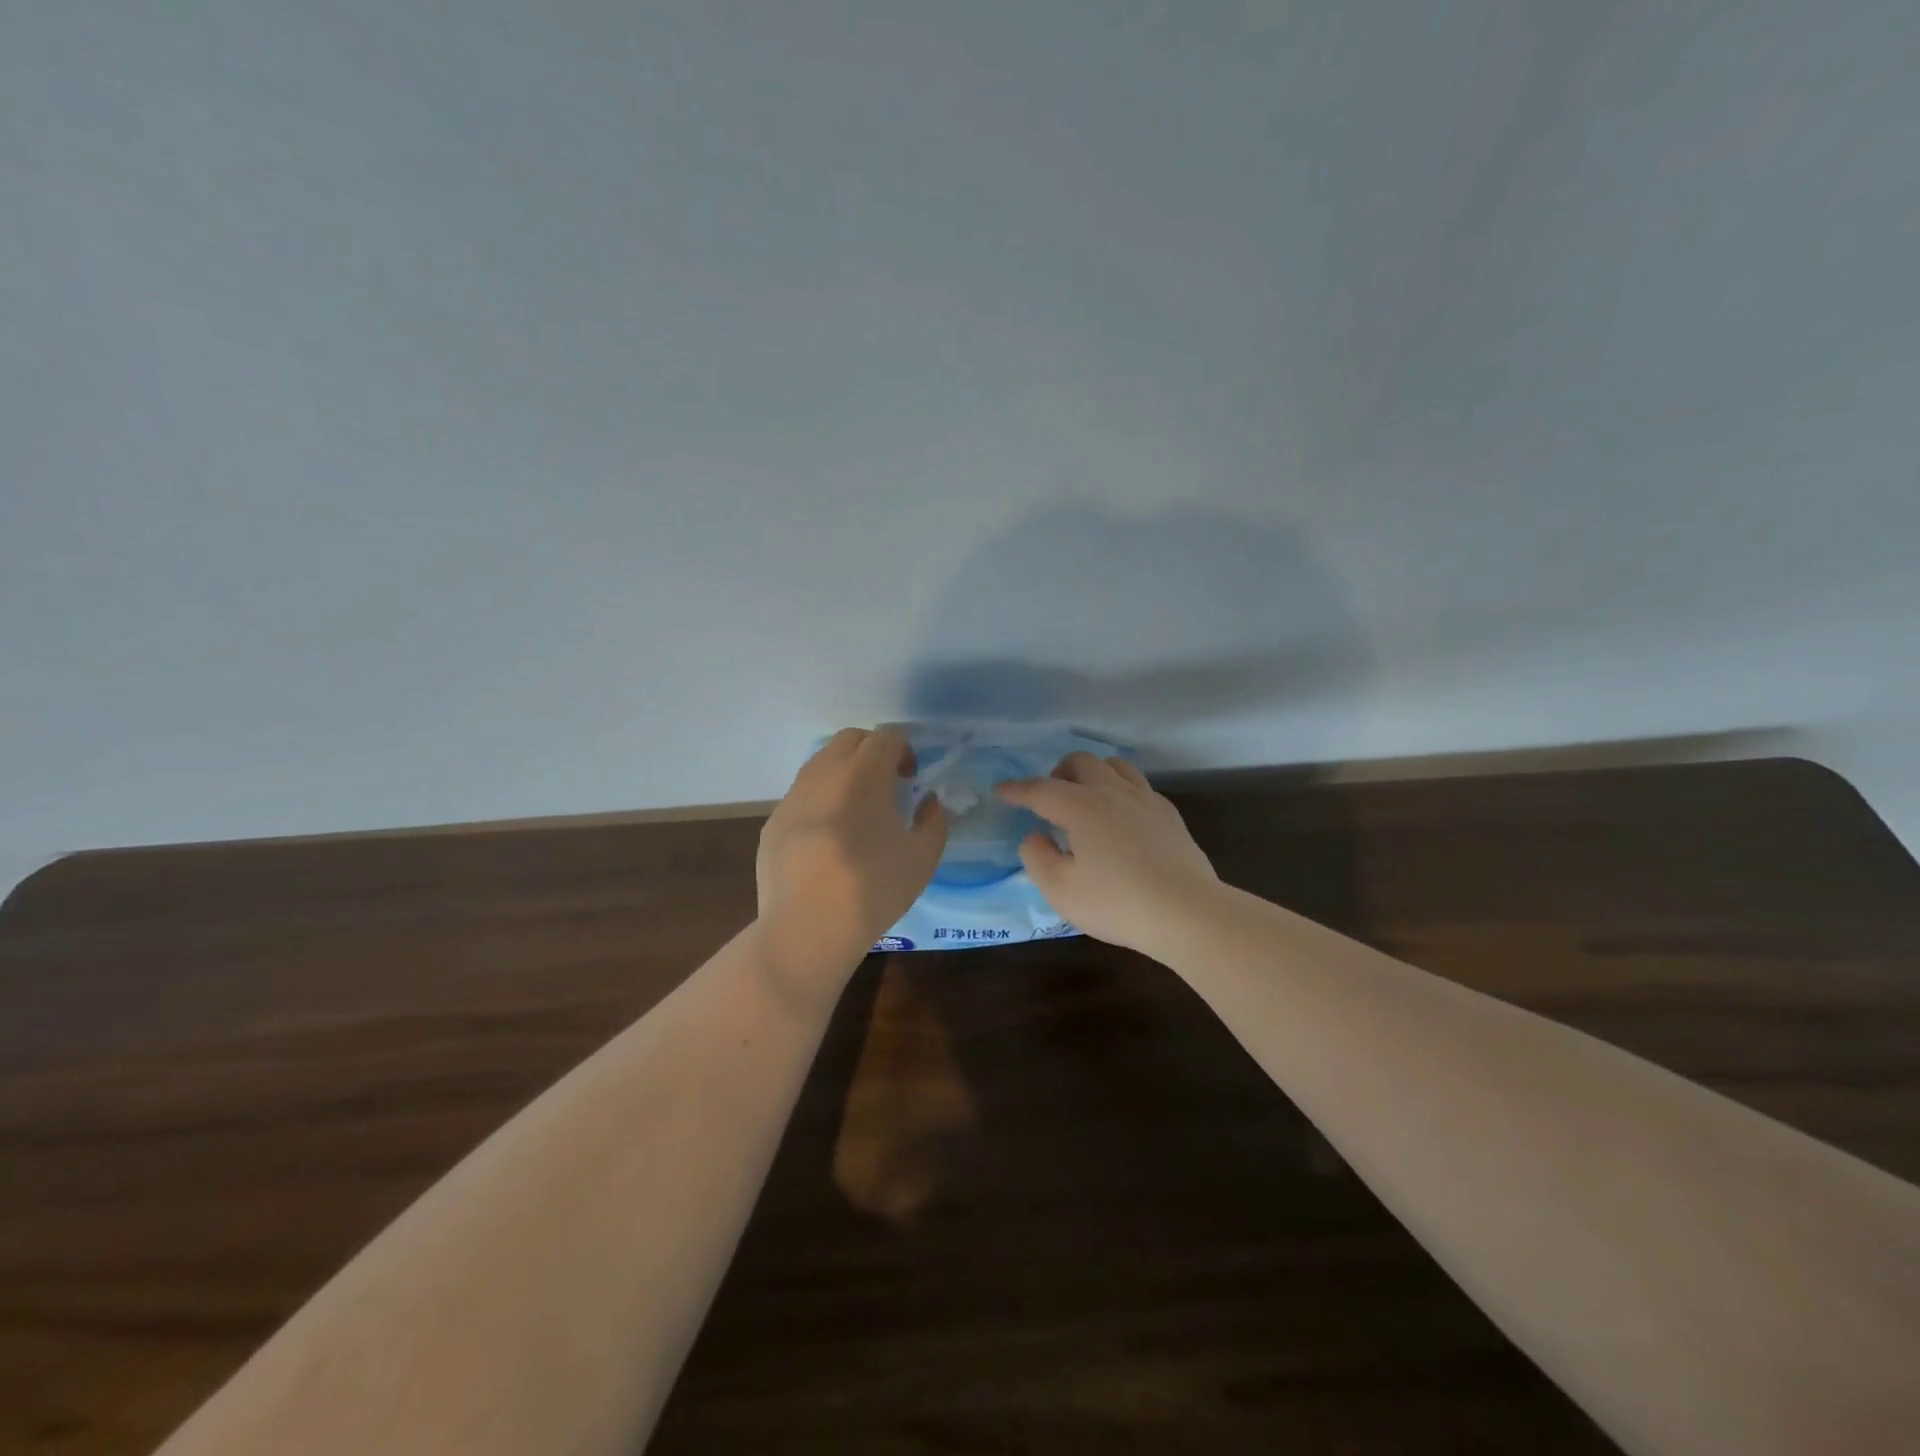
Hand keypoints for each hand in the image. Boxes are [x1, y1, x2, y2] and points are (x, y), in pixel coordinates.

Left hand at [756, 727, 946, 990]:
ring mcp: (792, 797)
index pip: (886, 737)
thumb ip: (934, 821)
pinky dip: (820, 800)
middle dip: (872, 751)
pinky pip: (801, 795)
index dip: (904, 750)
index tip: (910, 779)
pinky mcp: (773, 822)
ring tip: (857, 811)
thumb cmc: (873, 889)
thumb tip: (928, 802)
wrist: (807, 928)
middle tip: (886, 785)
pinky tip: (828, 839)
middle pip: (849, 739)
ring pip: (820, 763)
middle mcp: (824, 774)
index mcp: (864, 774)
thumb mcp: (923, 858)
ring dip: (843, 773)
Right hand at [996, 752, 1218, 953]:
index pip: (1041, 789)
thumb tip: (1035, 836)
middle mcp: (1112, 792)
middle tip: (1049, 802)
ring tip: (1085, 802)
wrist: (1187, 912)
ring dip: (1092, 775)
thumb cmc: (1117, 903)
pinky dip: (1119, 791)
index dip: (1017, 789)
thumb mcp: (1062, 890)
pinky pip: (1138, 786)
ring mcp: (1145, 799)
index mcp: (1081, 806)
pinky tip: (1120, 818)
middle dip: (1057, 774)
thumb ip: (1037, 858)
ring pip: (1114, 765)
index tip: (1001, 791)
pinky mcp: (1168, 814)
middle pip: (1080, 762)